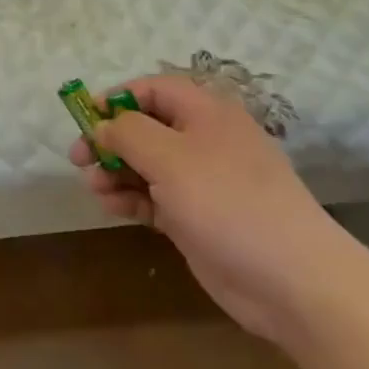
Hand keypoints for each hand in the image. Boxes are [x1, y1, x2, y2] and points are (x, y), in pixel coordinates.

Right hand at [68, 76, 348, 341]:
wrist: (289, 279)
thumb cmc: (226, 201)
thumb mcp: (169, 157)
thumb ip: (128, 133)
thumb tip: (104, 126)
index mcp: (206, 113)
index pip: (154, 89)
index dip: (117, 99)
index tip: (84, 118)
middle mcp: (203, 141)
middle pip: (145, 127)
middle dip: (110, 141)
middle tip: (78, 159)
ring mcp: (201, 181)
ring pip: (145, 165)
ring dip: (115, 172)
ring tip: (95, 188)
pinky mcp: (196, 217)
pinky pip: (154, 197)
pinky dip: (131, 199)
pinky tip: (111, 208)